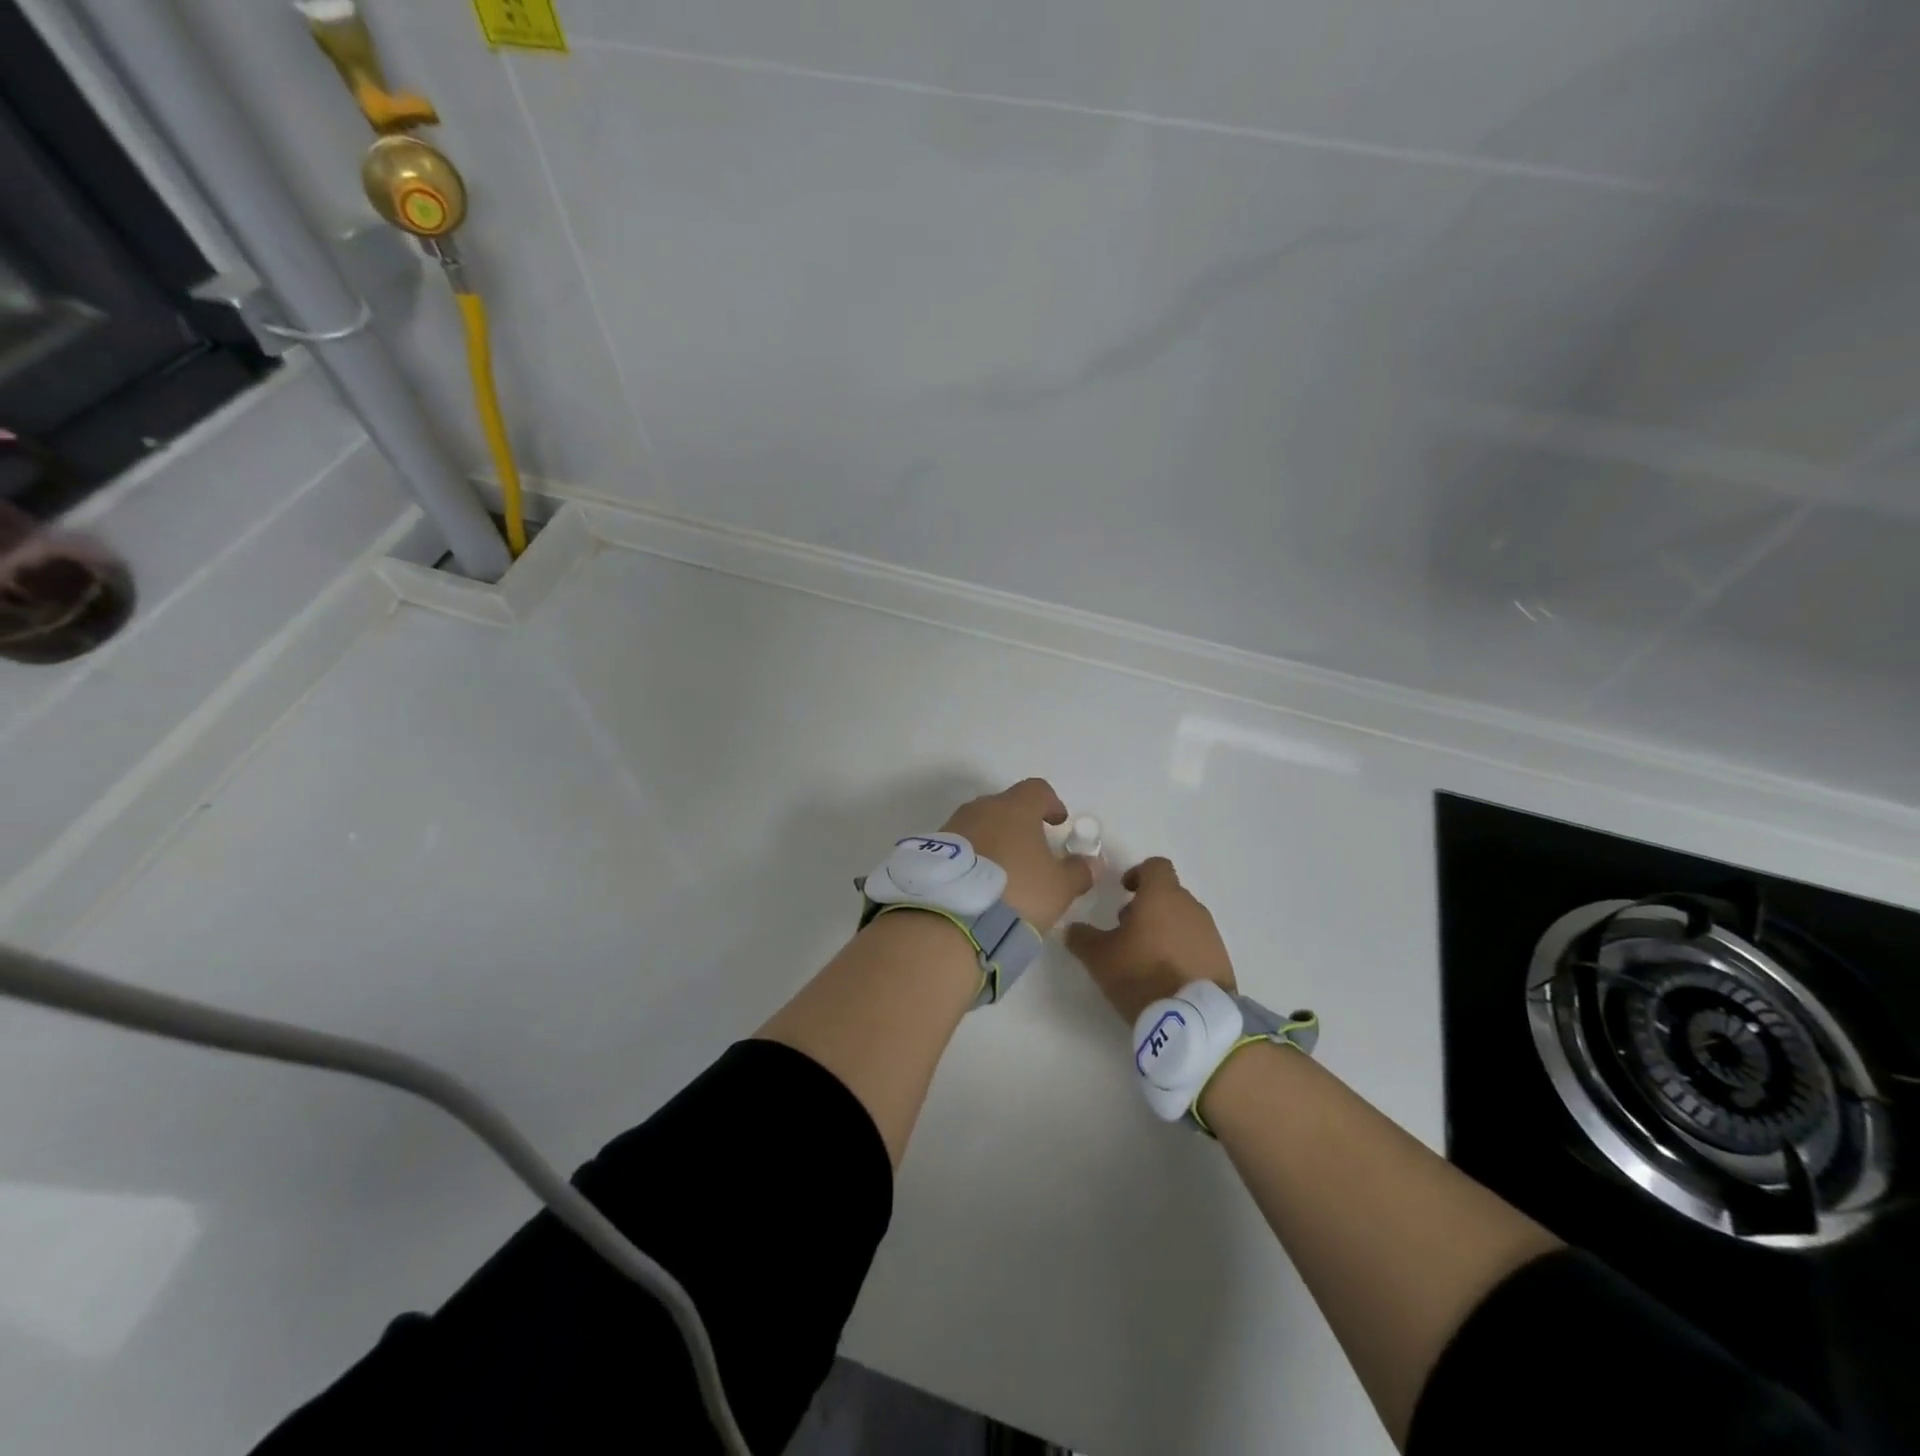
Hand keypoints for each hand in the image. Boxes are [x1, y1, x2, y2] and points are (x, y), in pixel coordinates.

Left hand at [941, 779, 1095, 933]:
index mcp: (1015, 808)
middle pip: (1005, 806)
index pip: (1037, 790)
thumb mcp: (1059, 888)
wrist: (950, 917)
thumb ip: (1079, 872)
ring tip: (1003, 871)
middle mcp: (981, 809)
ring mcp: (952, 827)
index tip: (1058, 822)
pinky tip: (978, 882)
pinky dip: (972, 857)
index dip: (1051, 803)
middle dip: (1019, 823)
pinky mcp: (931, 850)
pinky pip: (960, 846)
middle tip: (1031, 850)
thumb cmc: (1016, 892)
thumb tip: (1093, 863)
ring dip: (993, 840)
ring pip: (979, 825)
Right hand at [1065, 857, 1235, 1023]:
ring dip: (1164, 929)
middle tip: (1127, 931)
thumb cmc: (1142, 974)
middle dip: (1147, 907)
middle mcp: (1190, 906)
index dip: (1138, 873)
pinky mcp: (1221, 959)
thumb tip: (1071, 928)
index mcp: (1161, 895)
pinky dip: (1181, 950)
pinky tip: (1167, 976)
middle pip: (1168, 894)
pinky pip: (1197, 943)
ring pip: (1183, 919)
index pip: (1155, 865)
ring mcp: (1210, 933)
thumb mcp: (1099, 957)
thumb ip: (1082, 937)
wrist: (1194, 1020)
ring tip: (1146, 958)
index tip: (1124, 891)